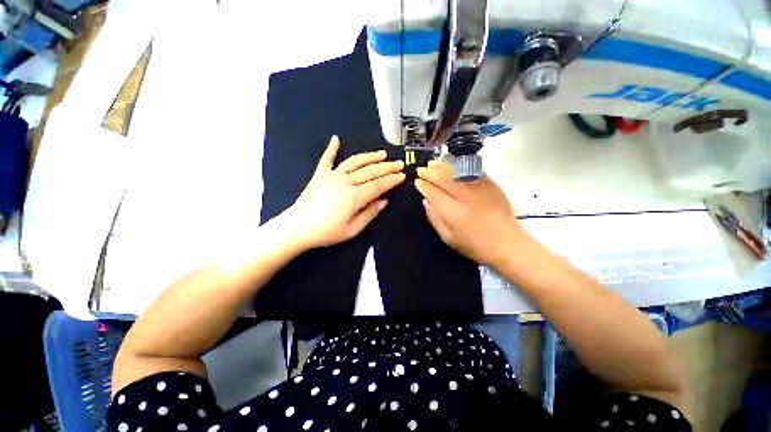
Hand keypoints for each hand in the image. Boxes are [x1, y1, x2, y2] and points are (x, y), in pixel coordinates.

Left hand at [282, 136, 404, 248]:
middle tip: (398, 164)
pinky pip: (327, 159)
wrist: (298, 227)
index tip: (402, 176)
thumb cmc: (326, 232)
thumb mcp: (352, 229)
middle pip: (370, 171)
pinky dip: (331, 148)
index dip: (392, 180)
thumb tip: (383, 201)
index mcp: (354, 196)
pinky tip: (336, 138)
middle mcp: (345, 182)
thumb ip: (370, 214)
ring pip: (354, 162)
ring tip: (382, 153)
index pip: (379, 185)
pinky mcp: (320, 175)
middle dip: (387, 167)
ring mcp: (332, 176)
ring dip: (369, 156)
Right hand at [415, 160, 526, 266]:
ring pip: (456, 171)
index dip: (423, 186)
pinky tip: (452, 166)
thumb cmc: (476, 246)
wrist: (508, 244)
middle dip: (429, 172)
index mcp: (453, 212)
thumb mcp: (449, 238)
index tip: (417, 182)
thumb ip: (435, 219)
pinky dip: (459, 167)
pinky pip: (471, 171)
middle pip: (443, 178)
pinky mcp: (490, 185)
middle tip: (421, 170)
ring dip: (442, 166)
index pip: (433, 193)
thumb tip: (426, 202)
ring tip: (433, 163)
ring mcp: (479, 188)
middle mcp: (465, 196)